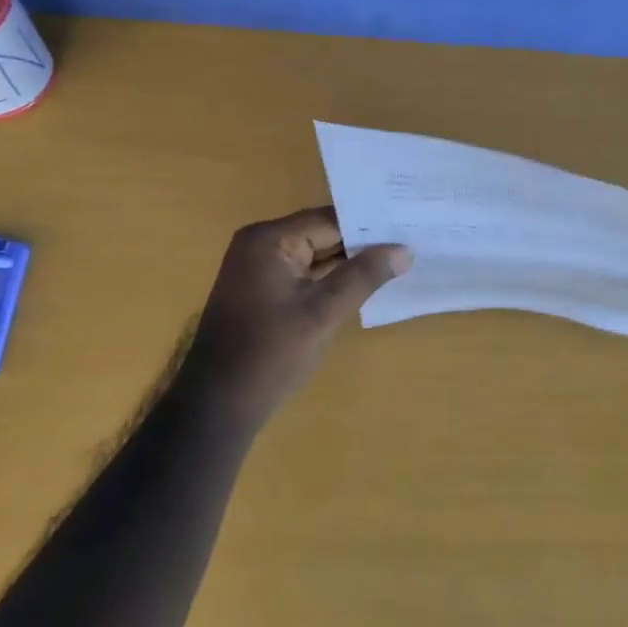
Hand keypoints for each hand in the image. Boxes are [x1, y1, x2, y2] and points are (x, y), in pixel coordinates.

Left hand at [183, 207, 411, 424]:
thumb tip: (404, 250)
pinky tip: (363, 282)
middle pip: (321, 233)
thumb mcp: (324, 313)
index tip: (408, 226)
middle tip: (409, 242)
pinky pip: (302, 272)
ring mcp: (257, 267)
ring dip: (348, 261)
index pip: (330, 220)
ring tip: (397, 259)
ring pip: (314, 254)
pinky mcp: (260, 290)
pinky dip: (329, 278)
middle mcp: (260, 244)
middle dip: (362, 243)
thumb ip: (364, 276)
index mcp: (269, 239)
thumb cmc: (271, 354)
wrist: (218, 406)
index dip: (370, 226)